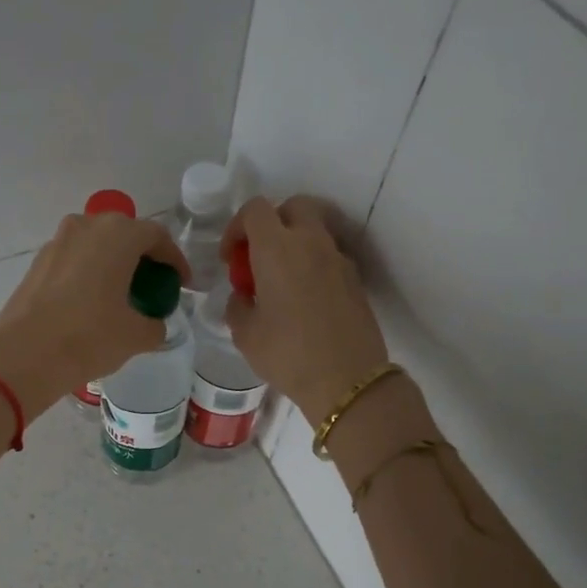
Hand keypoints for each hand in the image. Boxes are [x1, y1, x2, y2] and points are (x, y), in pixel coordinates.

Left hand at [0, 211, 190, 415]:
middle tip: (153, 285)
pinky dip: (89, 274)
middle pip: (124, 234)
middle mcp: (86, 226)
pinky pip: (74, 261)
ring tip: (122, 295)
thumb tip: (153, 325)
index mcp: (118, 235)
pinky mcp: (37, 264)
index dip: (174, 260)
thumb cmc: (89, 337)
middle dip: (142, 257)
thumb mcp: (136, 336)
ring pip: (95, 245)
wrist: (26, 355)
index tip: (181, 284)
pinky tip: (91, 303)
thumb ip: (155, 325)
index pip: (157, 236)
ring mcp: (57, 243)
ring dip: (113, 264)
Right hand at [221, 196, 389, 424]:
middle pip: (292, 207)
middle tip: (259, 258)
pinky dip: (313, 264)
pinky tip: (304, 300)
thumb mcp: (245, 334)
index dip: (237, 227)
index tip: (231, 258)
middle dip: (272, 223)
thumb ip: (238, 305)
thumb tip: (243, 296)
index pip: (255, 210)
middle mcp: (311, 243)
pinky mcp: (355, 279)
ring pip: (314, 230)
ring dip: (294, 244)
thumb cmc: (287, 355)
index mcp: (277, 249)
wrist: (347, 380)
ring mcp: (338, 259)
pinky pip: (329, 256)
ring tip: (281, 281)